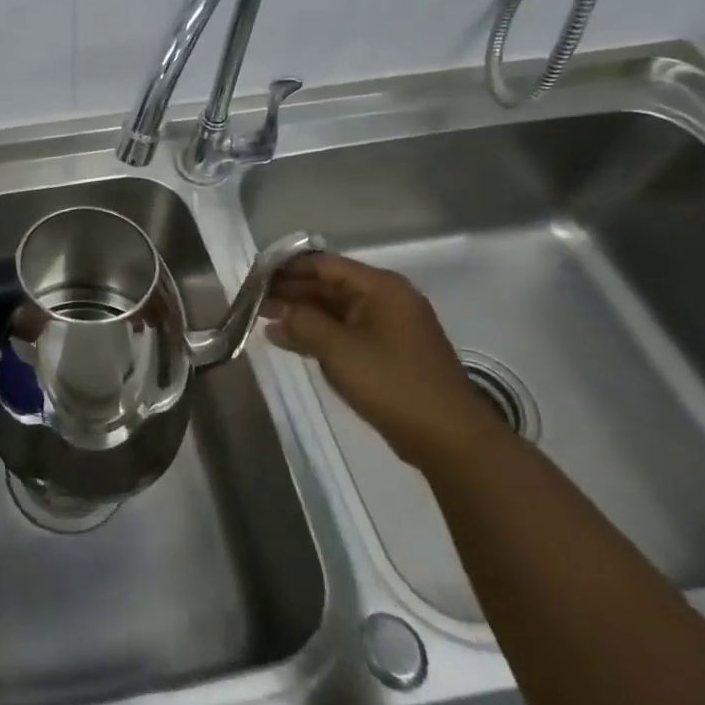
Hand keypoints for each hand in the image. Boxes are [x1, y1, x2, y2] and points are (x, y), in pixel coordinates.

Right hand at [260, 253, 492, 470]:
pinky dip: (320, 333)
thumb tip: (275, 314)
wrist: (451, 439)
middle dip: (292, 292)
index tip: (255, 276)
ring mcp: (390, 325)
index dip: (287, 268)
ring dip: (302, 314)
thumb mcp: (339, 350)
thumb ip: (302, 324)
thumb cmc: (393, 384)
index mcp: (381, 287)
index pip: (324, 264)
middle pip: (330, 285)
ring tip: (265, 320)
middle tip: (254, 301)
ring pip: (336, 309)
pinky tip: (291, 340)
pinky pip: (347, 331)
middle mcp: (387, 298)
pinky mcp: (389, 351)